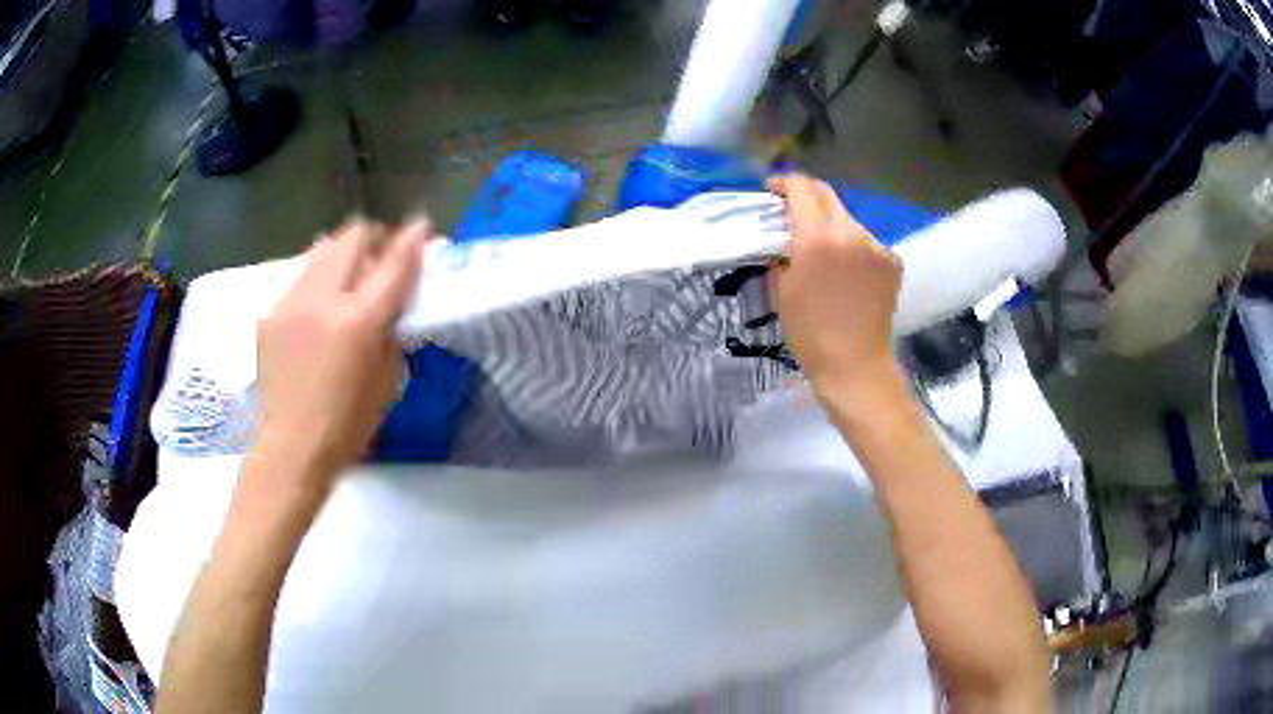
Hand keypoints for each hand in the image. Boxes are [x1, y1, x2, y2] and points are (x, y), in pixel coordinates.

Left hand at [252, 220, 427, 499]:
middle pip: (353, 237)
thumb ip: (393, 328)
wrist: (291, 448)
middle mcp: (323, 298)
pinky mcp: (270, 313)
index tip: (422, 226)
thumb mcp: (388, 379)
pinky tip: (319, 309)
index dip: (412, 239)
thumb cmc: (349, 424)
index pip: (394, 263)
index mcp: (360, 320)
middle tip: (382, 257)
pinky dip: (318, 280)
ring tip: (349, 277)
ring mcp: (291, 302)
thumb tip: (397, 298)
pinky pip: (301, 278)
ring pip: (323, 249)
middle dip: (374, 238)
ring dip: (344, 254)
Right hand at [770, 175, 903, 399]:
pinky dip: (852, 247)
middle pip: (827, 195)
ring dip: (831, 224)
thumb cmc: (810, 333)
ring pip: (848, 219)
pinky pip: (867, 242)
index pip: (802, 188)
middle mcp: (851, 232)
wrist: (856, 365)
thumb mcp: (782, 290)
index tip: (773, 191)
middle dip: (807, 196)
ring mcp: (877, 245)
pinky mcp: (892, 261)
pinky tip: (846, 271)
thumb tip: (783, 238)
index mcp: (818, 237)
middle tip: (792, 212)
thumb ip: (781, 252)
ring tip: (822, 250)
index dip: (784, 183)